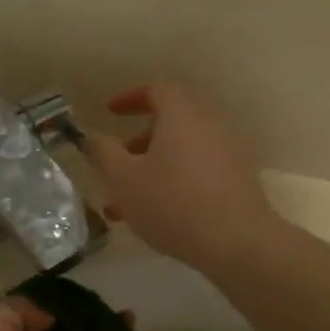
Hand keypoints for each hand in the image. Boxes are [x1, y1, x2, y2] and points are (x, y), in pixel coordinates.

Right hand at [83, 83, 277, 276]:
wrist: (237, 242)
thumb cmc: (172, 203)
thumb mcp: (123, 179)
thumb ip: (103, 153)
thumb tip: (92, 136)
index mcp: (182, 112)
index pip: (156, 88)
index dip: (130, 98)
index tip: (110, 113)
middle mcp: (209, 123)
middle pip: (171, 120)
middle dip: (139, 139)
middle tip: (117, 160)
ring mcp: (227, 151)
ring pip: (182, 150)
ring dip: (153, 167)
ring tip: (126, 201)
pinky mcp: (237, 178)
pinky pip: (198, 169)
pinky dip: (174, 180)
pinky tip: (155, 215)